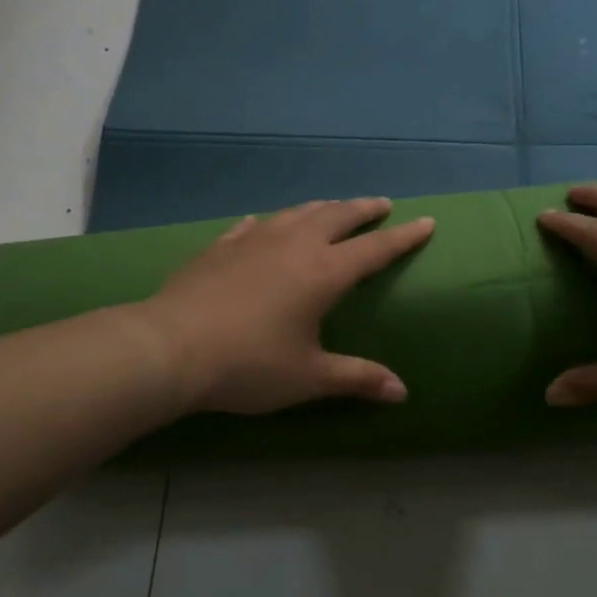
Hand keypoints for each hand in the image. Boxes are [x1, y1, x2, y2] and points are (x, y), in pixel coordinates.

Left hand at [134, 198, 434, 414]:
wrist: (169, 348)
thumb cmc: (249, 365)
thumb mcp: (309, 377)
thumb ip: (357, 378)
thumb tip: (402, 392)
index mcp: (324, 273)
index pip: (375, 249)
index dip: (404, 237)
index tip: (426, 221)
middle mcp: (295, 246)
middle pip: (338, 217)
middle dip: (365, 209)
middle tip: (382, 204)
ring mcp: (255, 240)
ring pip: (298, 213)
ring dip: (323, 208)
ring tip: (334, 208)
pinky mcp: (221, 246)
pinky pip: (254, 225)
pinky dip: (272, 222)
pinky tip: (264, 225)